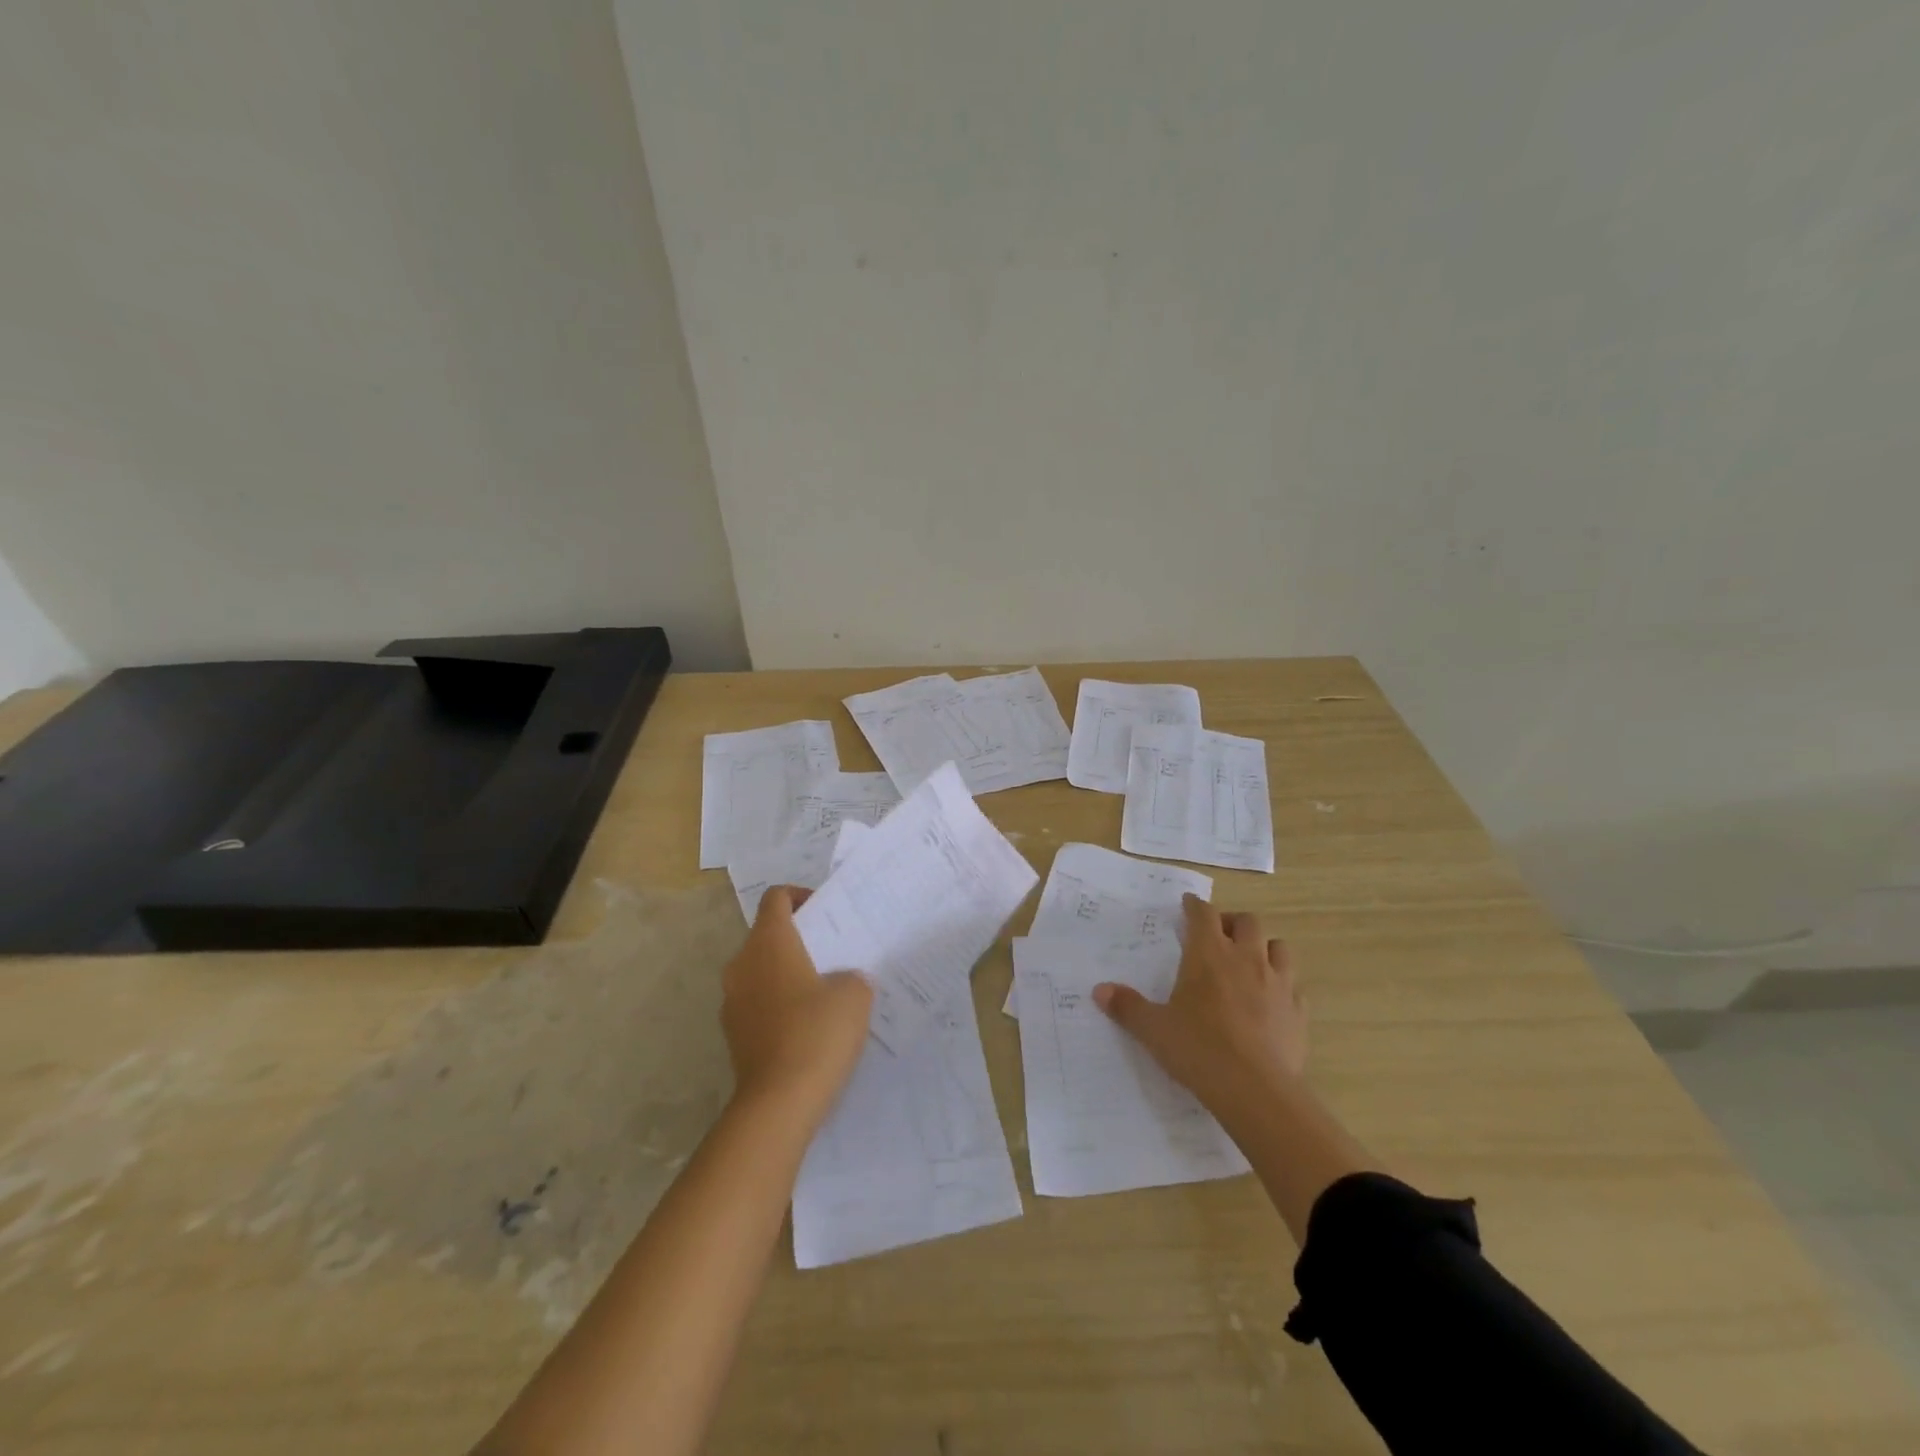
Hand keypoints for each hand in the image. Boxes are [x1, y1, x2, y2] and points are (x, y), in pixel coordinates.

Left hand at [720, 886, 873, 1116]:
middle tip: (832, 953)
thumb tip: (841, 981)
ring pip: (761, 970)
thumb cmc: (817, 1033)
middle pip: (767, 934)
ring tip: (824, 992)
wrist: (778, 1103)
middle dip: (798, 938)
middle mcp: (742, 964)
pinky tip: (808, 1027)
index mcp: (769, 942)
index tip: (826, 912)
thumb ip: (851, 976)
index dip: (800, 896)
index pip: (776, 898)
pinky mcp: (733, 1033)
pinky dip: (779, 1003)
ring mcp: (732, 1000)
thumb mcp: (855, 994)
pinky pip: (758, 1002)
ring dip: (787, 973)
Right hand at [1094, 894, 1306, 1113]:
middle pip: (1247, 921)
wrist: (1256, 1090)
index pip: (1203, 913)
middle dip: (1232, 922)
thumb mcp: (1153, 1029)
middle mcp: (1246, 958)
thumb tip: (1099, 990)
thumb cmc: (1198, 1049)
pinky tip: (1271, 1001)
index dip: (1194, 905)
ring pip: (1278, 947)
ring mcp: (1278, 983)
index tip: (1188, 904)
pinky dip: (1283, 986)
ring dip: (1263, 947)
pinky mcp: (1298, 1011)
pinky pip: (1294, 986)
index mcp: (1208, 954)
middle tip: (1218, 935)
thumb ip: (1127, 1007)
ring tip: (1249, 962)